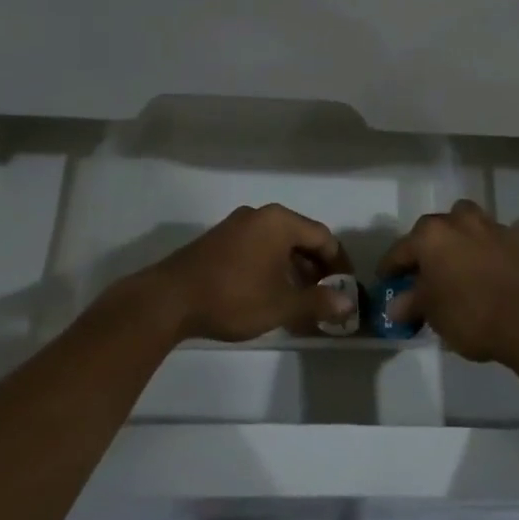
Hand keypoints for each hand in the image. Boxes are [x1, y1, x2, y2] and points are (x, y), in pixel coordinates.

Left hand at [146, 204, 354, 342]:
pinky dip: (272, 267)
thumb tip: (349, 303)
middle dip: (317, 268)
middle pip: (301, 237)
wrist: (169, 300)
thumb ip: (318, 301)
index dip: (339, 264)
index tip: (347, 288)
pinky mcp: (219, 240)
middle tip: (327, 296)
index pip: (323, 237)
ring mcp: (236, 225)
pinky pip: (258, 247)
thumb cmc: (233, 297)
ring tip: (301, 299)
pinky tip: (271, 293)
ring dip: (294, 269)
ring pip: (278, 244)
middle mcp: (260, 215)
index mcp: (279, 221)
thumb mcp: (281, 304)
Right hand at [377, 200, 518, 363]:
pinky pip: (491, 241)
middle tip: (424, 275)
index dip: (390, 268)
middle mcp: (459, 220)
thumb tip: (396, 305)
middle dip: (426, 250)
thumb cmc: (471, 314)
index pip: (401, 250)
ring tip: (457, 267)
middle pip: (434, 231)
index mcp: (431, 235)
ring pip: (466, 226)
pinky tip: (486, 273)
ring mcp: (491, 226)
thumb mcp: (433, 313)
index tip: (386, 281)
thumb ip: (411, 303)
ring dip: (458, 241)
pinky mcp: (518, 239)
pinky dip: (484, 252)